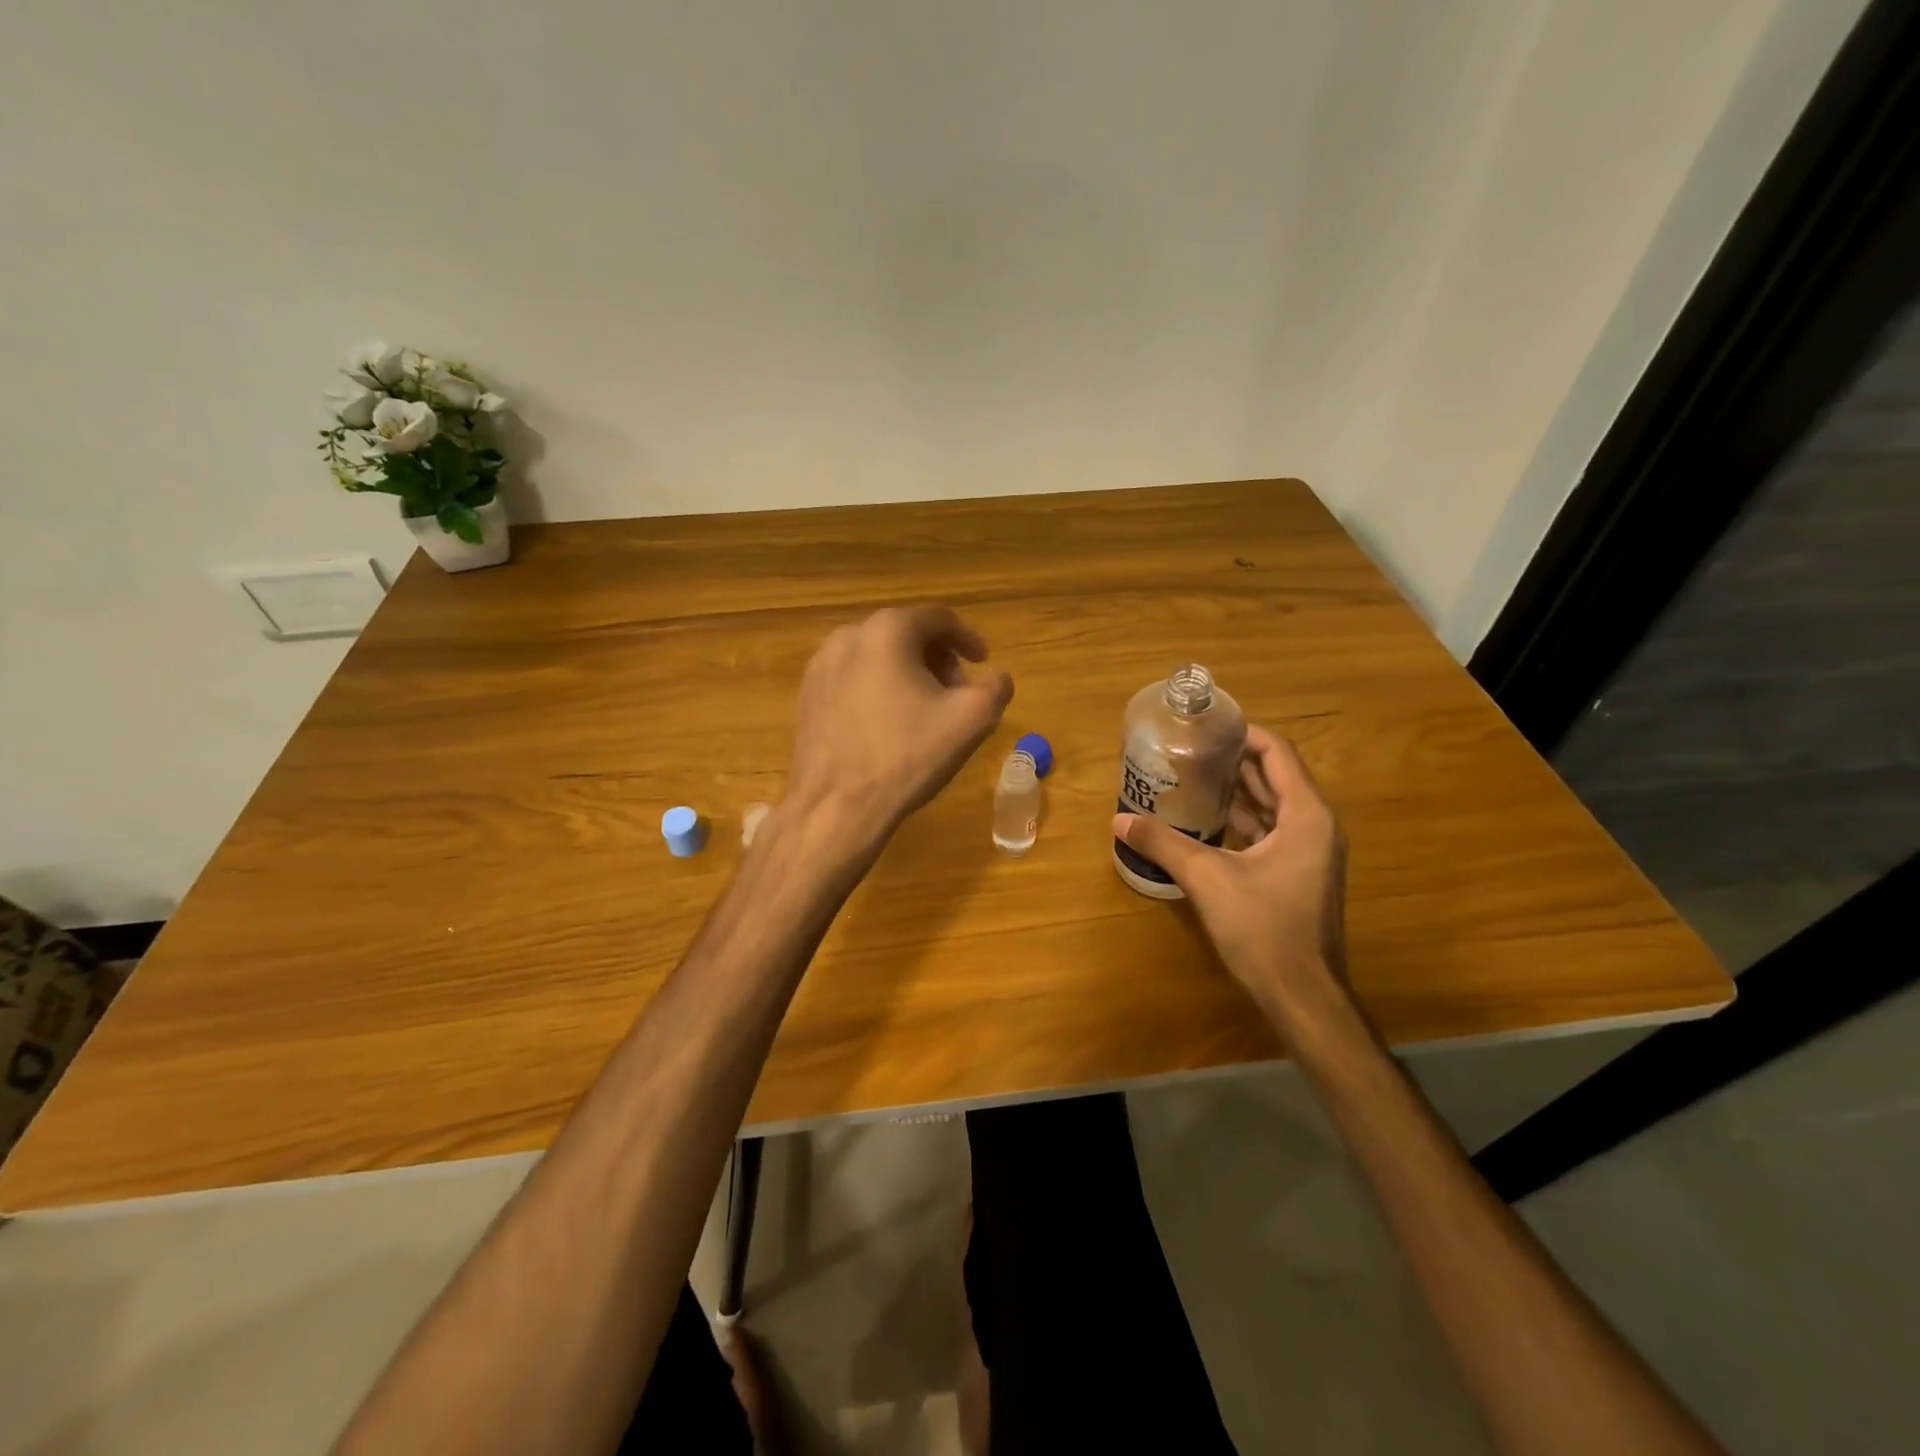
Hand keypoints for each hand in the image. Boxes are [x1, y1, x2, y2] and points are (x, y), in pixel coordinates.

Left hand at [786, 605, 1013, 858]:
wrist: (836, 806)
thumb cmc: (906, 757)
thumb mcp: (971, 721)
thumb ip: (996, 688)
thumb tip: (997, 678)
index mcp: (888, 631)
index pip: (938, 618)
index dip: (967, 638)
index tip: (983, 662)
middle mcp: (847, 636)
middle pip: (905, 634)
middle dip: (937, 658)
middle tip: (957, 692)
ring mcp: (820, 665)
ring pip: (876, 655)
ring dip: (907, 673)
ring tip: (924, 710)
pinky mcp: (806, 694)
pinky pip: (852, 677)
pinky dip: (878, 688)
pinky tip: (888, 724)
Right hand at [1112, 725, 1347, 1029]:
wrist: (1302, 995)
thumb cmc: (1263, 929)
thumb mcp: (1207, 879)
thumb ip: (1163, 844)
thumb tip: (1118, 821)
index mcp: (1306, 815)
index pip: (1276, 753)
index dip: (1242, 734)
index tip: (1204, 727)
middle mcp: (1315, 825)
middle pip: (1274, 776)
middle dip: (1232, 760)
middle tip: (1188, 749)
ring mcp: (1310, 851)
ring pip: (1271, 805)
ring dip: (1236, 790)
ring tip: (1190, 777)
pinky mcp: (1298, 873)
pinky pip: (1270, 831)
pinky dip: (1241, 820)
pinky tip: (1205, 820)